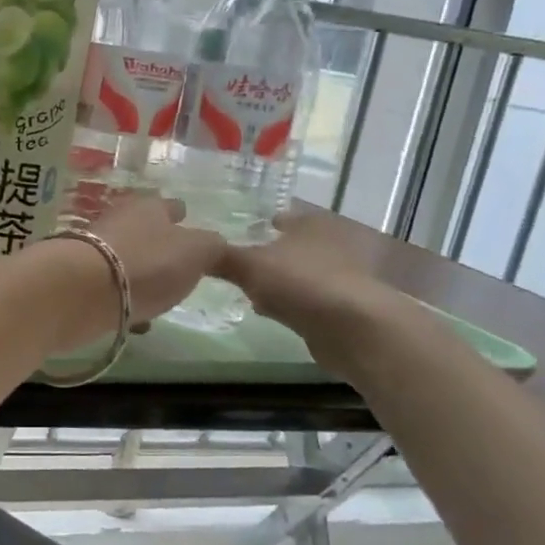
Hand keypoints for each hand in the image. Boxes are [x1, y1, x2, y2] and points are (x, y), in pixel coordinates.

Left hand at [88, 193, 228, 327]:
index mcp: (148, 207)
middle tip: (176, 267)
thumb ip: (213, 249)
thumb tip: (215, 247)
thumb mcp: (198, 252)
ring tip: (158, 298)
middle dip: (159, 248)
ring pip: (126, 261)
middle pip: (144, 233)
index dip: (180, 214)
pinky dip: (124, 302)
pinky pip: (111, 290)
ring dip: (141, 278)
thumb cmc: (148, 263)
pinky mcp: (79, 281)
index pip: (170, 206)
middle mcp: (119, 222)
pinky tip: (136, 321)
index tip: (186, 219)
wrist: (81, 290)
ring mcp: (95, 251)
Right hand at [213, 204, 414, 373]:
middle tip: (233, 261)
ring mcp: (339, 276)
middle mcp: (329, 243)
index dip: (255, 223)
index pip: (279, 216)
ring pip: (296, 273)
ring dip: (276, 280)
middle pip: (288, 245)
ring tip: (244, 288)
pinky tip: (268, 311)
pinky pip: (304, 299)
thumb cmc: (301, 282)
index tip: (232, 234)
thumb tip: (189, 251)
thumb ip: (219, 257)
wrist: (354, 328)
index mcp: (309, 222)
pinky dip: (288, 302)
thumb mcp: (248, 265)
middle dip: (264, 253)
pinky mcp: (341, 307)